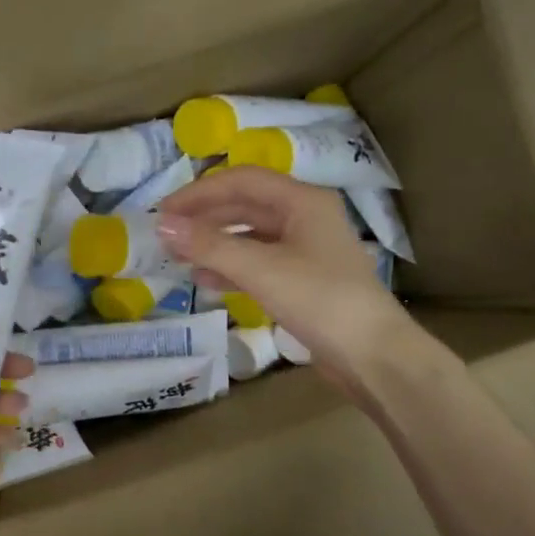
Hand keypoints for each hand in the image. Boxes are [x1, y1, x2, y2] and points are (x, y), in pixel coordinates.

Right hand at [157, 168, 422, 398]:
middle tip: (167, 235)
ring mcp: (306, 250)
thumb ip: (210, 246)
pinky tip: (206, 282)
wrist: (372, 355)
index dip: (199, 192)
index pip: (242, 181)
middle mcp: (306, 218)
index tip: (163, 212)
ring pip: (250, 237)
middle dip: (205, 218)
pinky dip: (232, 269)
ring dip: (215, 245)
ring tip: (180, 258)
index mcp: (303, 201)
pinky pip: (259, 264)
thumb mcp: (261, 269)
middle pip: (245, 206)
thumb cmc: (320, 300)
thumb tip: (163, 225)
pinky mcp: (304, 281)